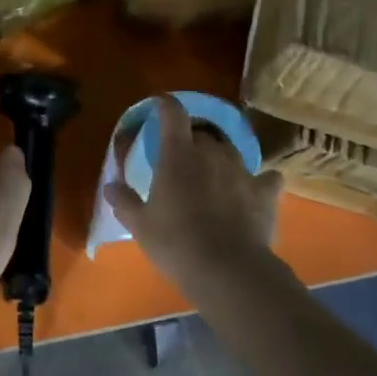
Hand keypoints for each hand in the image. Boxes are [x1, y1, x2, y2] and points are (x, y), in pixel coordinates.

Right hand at [104, 95, 282, 280]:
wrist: (228, 271)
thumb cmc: (176, 243)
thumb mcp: (140, 225)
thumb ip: (124, 201)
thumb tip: (111, 186)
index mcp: (178, 154)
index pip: (173, 114)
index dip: (166, 105)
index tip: (160, 104)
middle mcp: (212, 153)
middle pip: (203, 132)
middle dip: (192, 138)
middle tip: (182, 155)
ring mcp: (242, 171)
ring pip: (230, 151)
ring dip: (220, 157)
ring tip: (213, 172)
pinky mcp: (265, 193)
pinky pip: (265, 178)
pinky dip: (260, 180)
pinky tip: (257, 188)